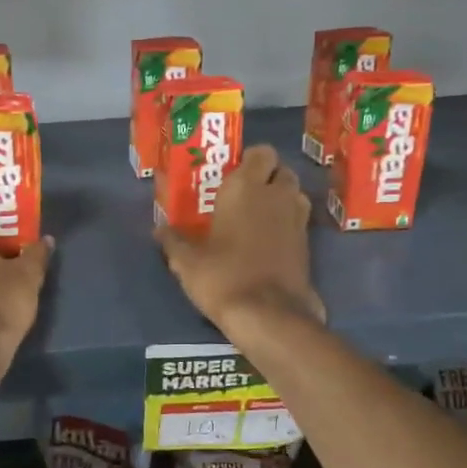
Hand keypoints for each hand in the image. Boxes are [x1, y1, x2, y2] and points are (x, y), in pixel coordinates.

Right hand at [155, 144, 323, 345]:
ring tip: (258, 216)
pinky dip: (287, 224)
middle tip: (244, 196)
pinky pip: (299, 221)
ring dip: (281, 198)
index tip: (232, 174)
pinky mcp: (307, 244)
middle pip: (282, 170)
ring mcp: (297, 219)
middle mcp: (276, 195)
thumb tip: (159, 230)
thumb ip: (173, 241)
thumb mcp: (187, 262)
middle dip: (268, 177)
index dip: (250, 160)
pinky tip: (268, 242)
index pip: (261, 152)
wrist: (268, 315)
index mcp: (245, 188)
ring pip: (295, 193)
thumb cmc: (223, 277)